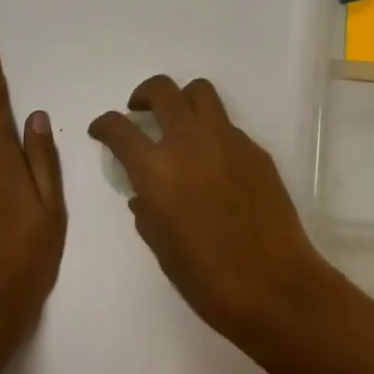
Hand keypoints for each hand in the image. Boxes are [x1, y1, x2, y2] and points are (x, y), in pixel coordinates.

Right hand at [89, 75, 339, 345]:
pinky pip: (227, 125)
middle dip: (144, 93)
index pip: (119, 128)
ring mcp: (227, 139)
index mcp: (157, 169)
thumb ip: (147, 211)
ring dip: (182, 99)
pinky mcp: (255, 148)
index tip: (101, 129)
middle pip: (162, 90)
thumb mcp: (162, 247)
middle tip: (140, 110)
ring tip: (178, 122)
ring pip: (200, 92)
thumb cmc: (207, 278)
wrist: (273, 284)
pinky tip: (214, 162)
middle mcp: (189, 141)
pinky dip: (212, 131)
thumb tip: (144, 194)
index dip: (104, 124)